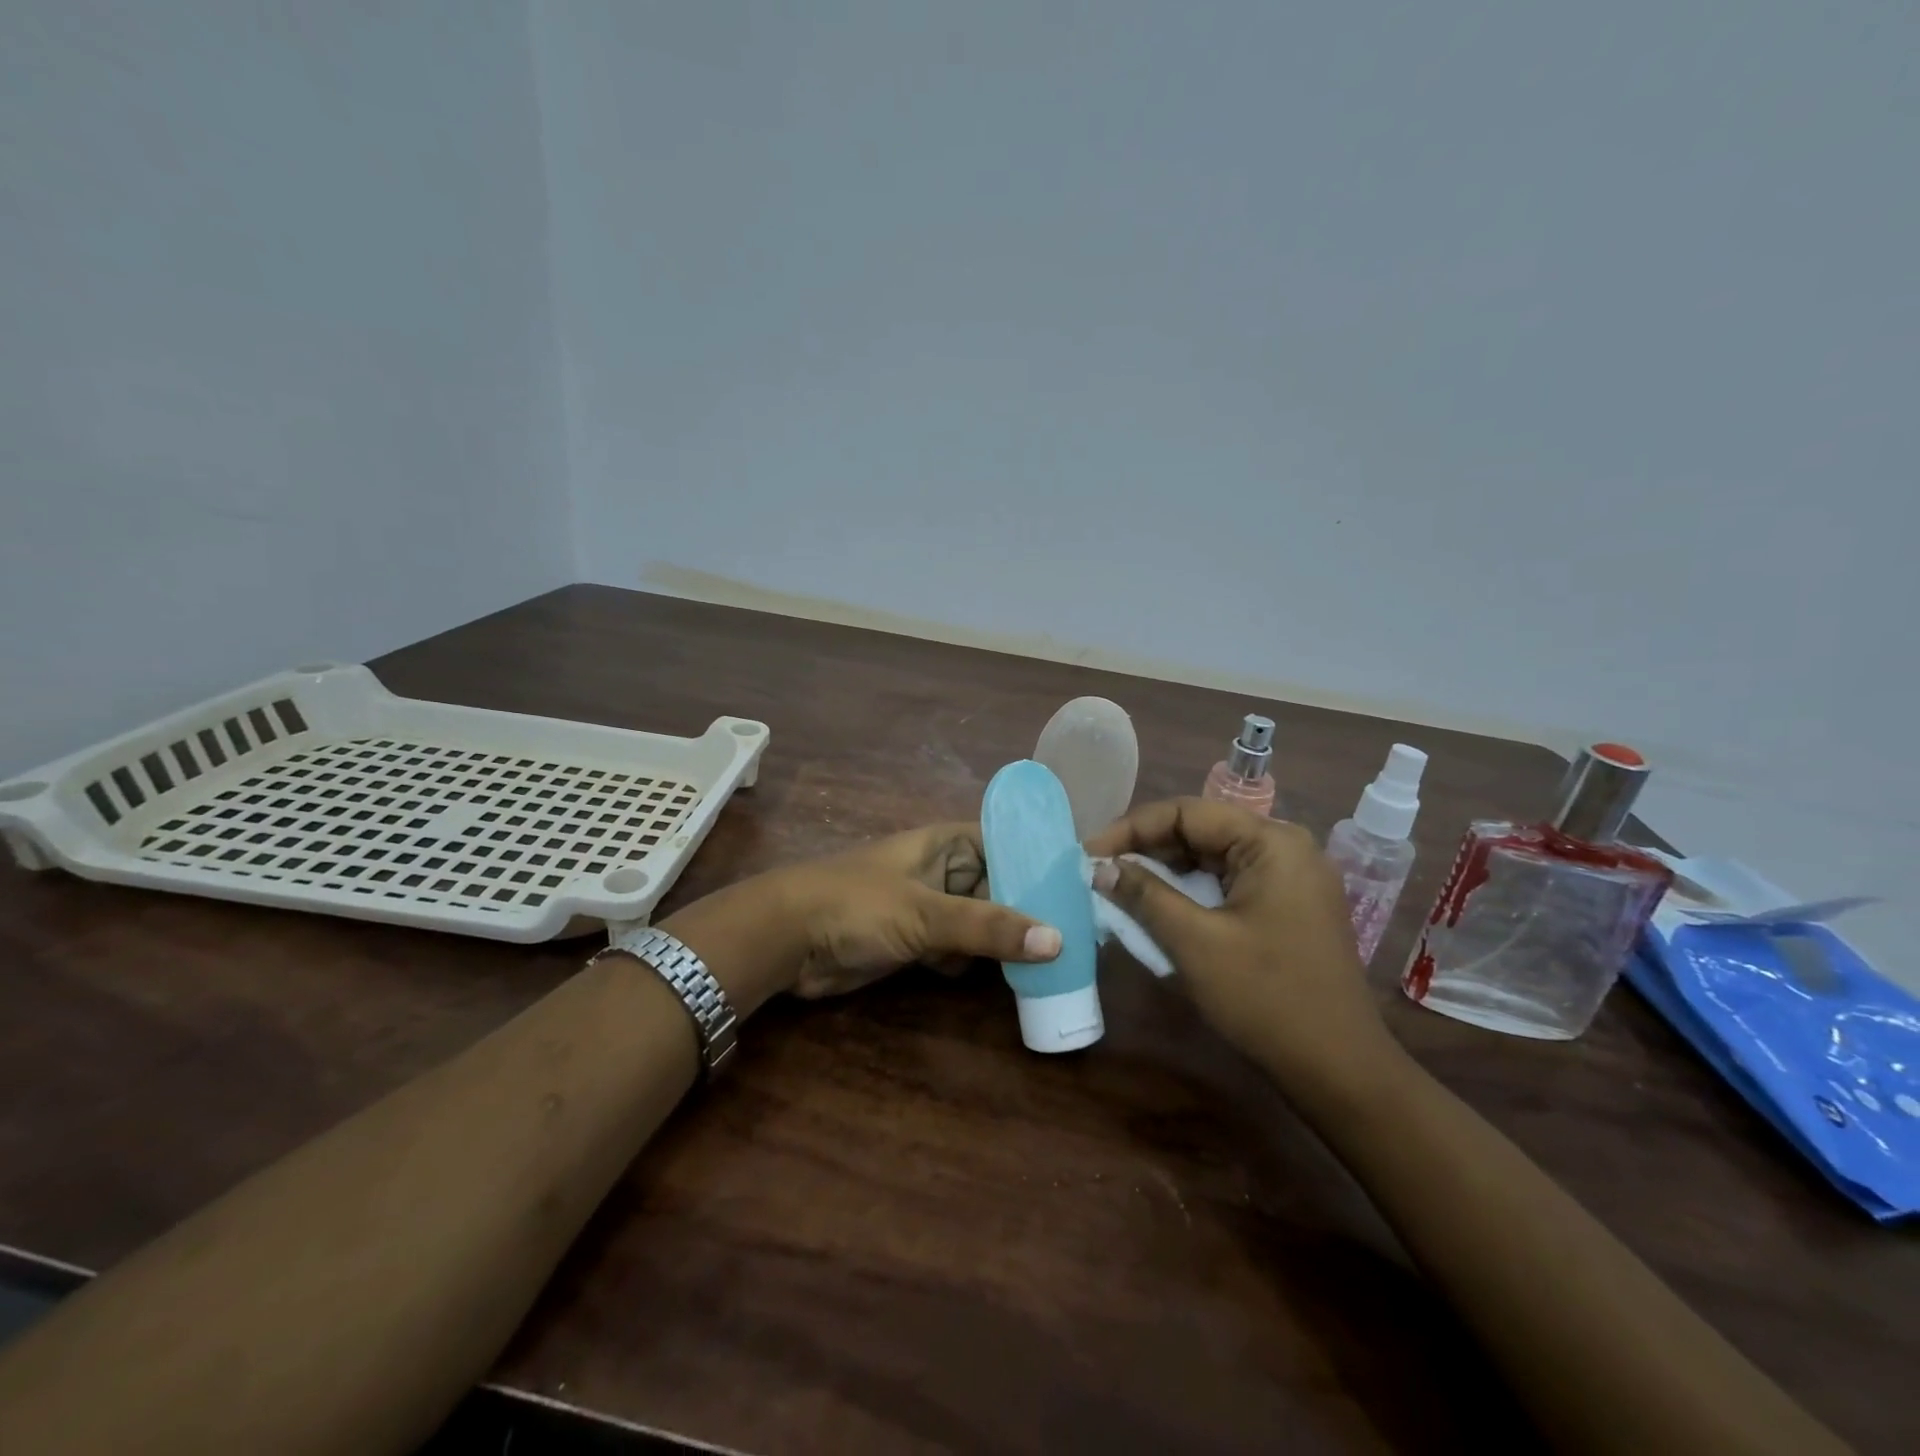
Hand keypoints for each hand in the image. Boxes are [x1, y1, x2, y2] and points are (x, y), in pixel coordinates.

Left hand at [777, 823, 1061, 998]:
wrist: (786, 939)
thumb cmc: (857, 905)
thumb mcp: (926, 912)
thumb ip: (989, 927)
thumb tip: (1058, 940)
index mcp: (950, 844)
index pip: (1012, 844)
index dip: (1046, 864)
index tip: (1087, 891)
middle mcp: (946, 870)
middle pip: (1003, 887)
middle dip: (1034, 911)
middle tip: (1085, 938)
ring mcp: (931, 908)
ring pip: (984, 922)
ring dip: (1010, 942)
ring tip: (1063, 962)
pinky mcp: (918, 942)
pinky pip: (962, 950)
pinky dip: (981, 963)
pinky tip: (1015, 981)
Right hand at [1085, 798, 1394, 1095]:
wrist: (1339, 1070)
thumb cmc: (1266, 998)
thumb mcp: (1195, 943)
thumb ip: (1144, 895)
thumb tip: (1100, 868)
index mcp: (1271, 842)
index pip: (1187, 813)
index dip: (1131, 828)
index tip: (1089, 853)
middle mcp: (1285, 848)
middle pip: (1201, 830)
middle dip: (1147, 848)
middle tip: (1100, 870)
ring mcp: (1291, 878)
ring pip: (1212, 858)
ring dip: (1165, 871)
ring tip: (1120, 886)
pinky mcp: (1288, 906)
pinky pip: (1228, 883)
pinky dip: (1190, 891)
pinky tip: (1159, 907)